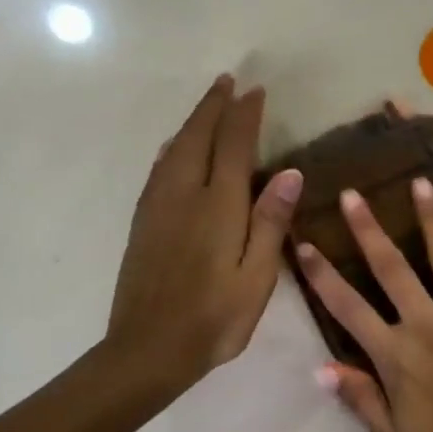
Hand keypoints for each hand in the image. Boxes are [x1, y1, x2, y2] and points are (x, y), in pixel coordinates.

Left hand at [102, 74, 301, 401]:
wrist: (147, 350)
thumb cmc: (214, 318)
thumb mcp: (256, 277)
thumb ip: (270, 222)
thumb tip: (289, 172)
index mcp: (217, 206)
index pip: (233, 146)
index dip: (244, 115)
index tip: (255, 90)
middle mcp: (183, 195)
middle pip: (197, 137)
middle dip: (213, 106)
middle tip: (228, 80)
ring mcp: (158, 207)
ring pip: (173, 149)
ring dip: (192, 121)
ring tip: (206, 104)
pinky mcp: (143, 222)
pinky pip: (159, 168)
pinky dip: (172, 146)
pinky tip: (174, 148)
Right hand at [296, 178, 432, 431]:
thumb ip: (359, 398)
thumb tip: (319, 367)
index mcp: (395, 354)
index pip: (348, 308)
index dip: (322, 276)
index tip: (303, 244)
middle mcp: (426, 324)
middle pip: (391, 269)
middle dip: (368, 230)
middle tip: (353, 195)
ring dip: (431, 220)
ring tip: (421, 183)